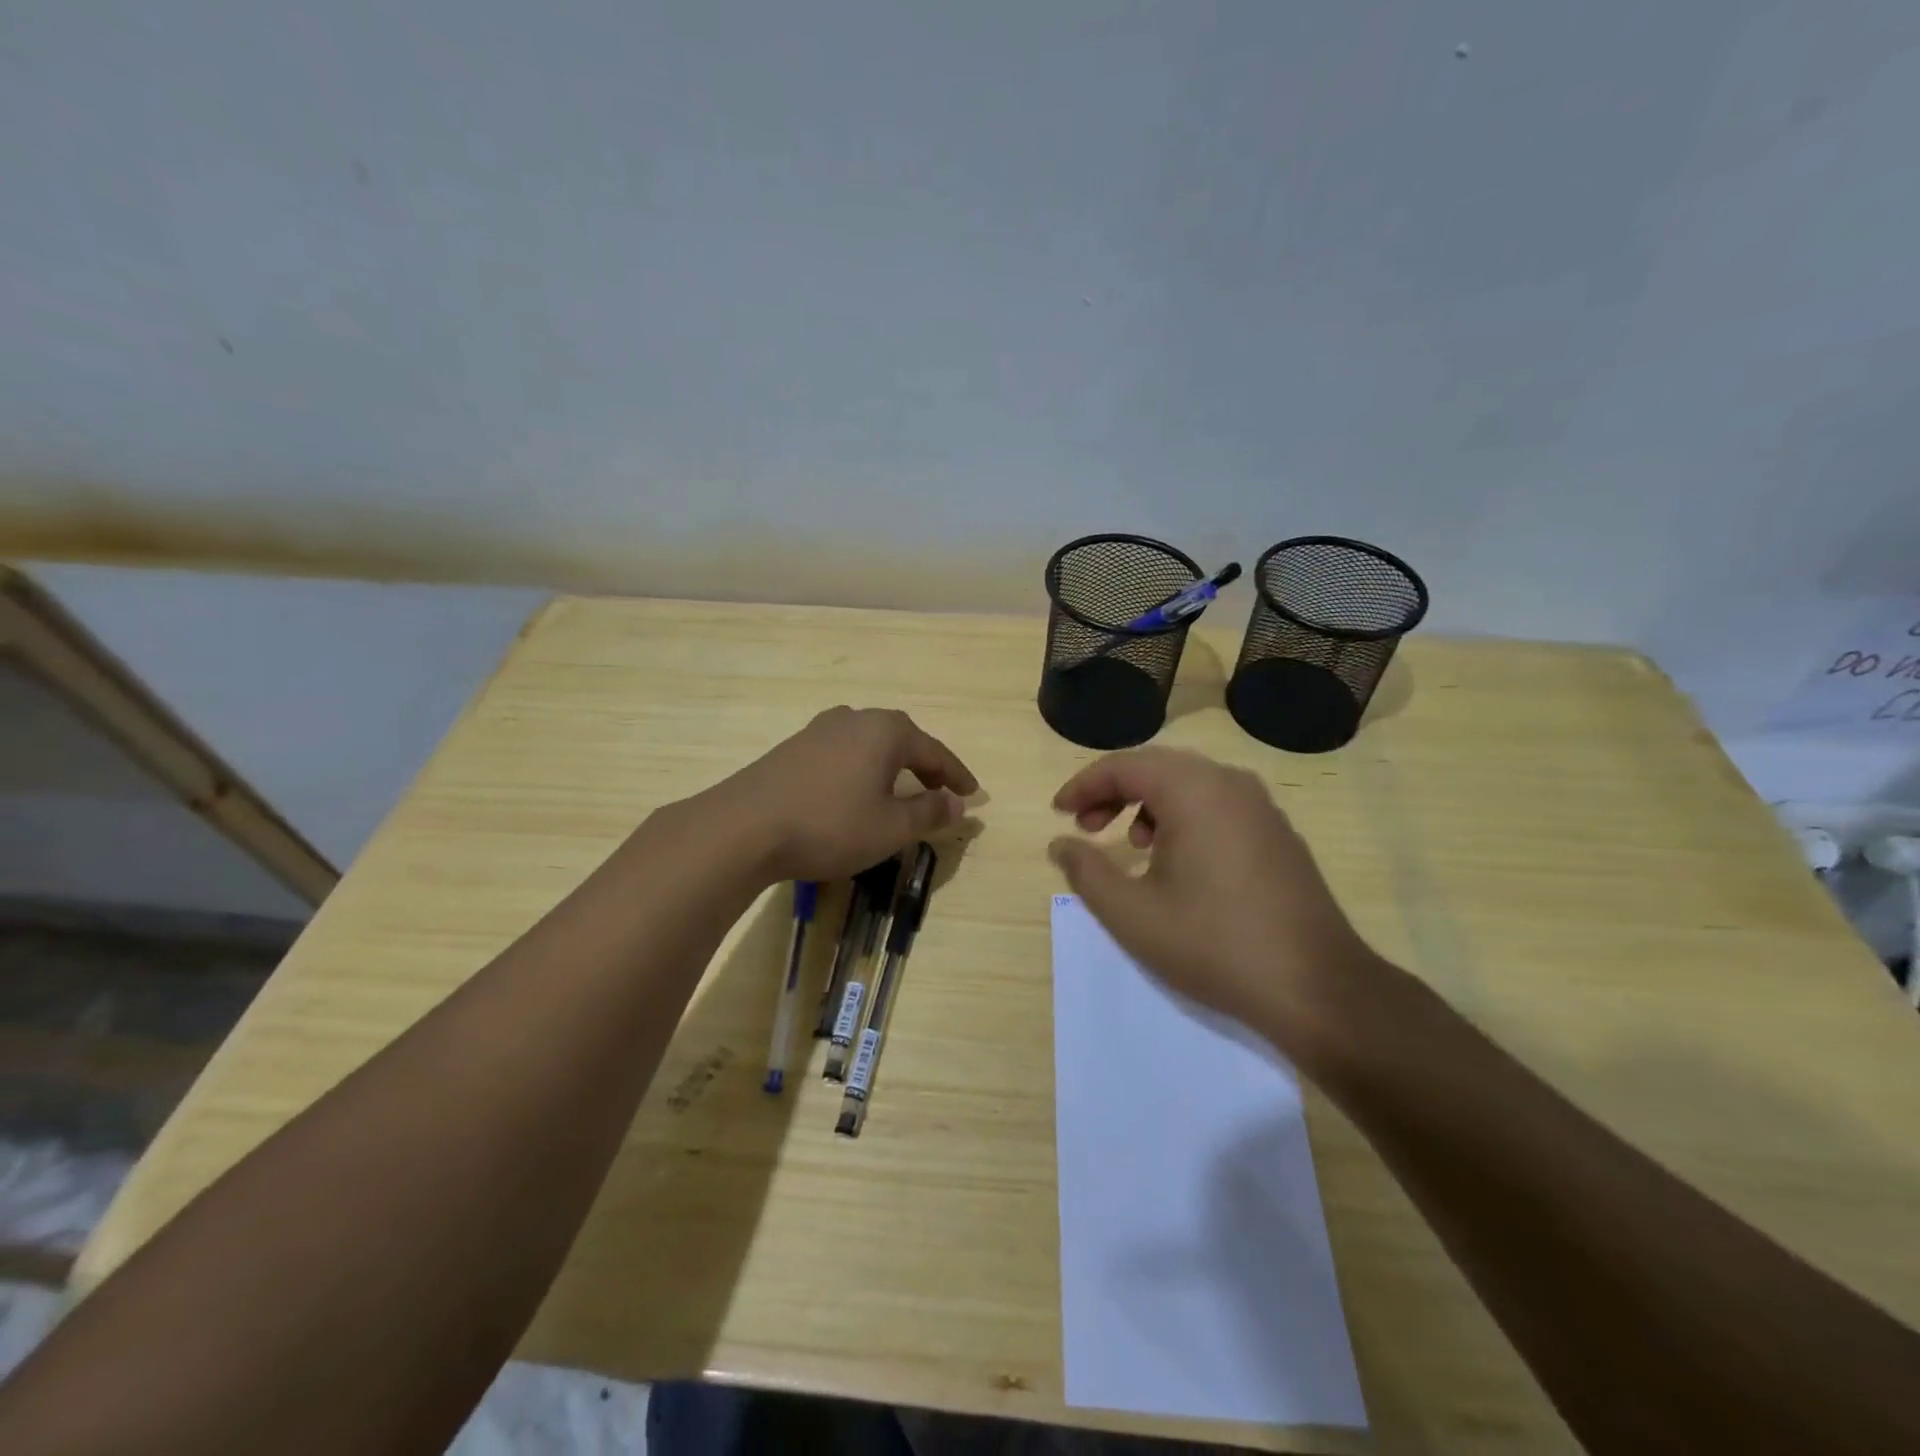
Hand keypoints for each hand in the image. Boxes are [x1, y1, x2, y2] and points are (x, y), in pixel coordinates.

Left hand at [704, 707, 979, 882]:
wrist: (744, 827)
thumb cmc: (830, 825)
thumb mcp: (890, 828)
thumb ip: (928, 813)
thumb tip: (956, 803)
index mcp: (886, 731)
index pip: (934, 751)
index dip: (956, 775)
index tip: (973, 794)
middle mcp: (855, 719)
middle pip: (902, 739)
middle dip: (924, 764)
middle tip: (940, 788)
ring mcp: (819, 730)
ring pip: (869, 743)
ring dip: (890, 765)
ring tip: (899, 788)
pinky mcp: (793, 748)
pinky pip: (842, 753)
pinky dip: (861, 769)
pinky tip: (854, 790)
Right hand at [1048, 748, 1379, 1063]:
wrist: (1316, 987)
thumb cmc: (1213, 944)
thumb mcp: (1132, 914)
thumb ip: (1086, 872)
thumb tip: (1060, 843)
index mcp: (1193, 791)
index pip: (1124, 766)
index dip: (1083, 786)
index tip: (1058, 813)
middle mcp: (1229, 783)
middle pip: (1157, 767)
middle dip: (1114, 791)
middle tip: (1086, 826)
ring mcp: (1261, 806)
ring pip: (1190, 783)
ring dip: (1149, 802)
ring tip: (1132, 844)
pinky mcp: (1278, 832)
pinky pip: (1218, 804)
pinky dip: (1184, 816)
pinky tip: (1178, 860)